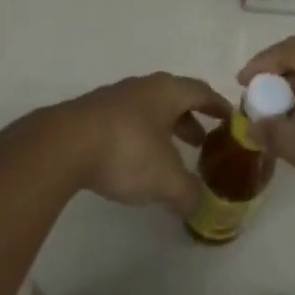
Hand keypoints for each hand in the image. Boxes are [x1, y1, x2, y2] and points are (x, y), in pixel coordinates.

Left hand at [36, 73, 229, 219]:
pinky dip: (140, 137)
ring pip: (149, 109)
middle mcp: (143, 87)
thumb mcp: (166, 180)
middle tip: (202, 143)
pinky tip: (135, 161)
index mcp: (167, 91)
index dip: (218, 106)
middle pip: (175, 98)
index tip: (231, 121)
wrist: (62, 145)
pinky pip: (127, 121)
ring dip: (164, 129)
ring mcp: (115, 98)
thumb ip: (188, 193)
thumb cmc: (126, 151)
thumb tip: (200, 206)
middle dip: (190, 119)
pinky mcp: (91, 114)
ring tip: (170, 156)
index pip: (202, 92)